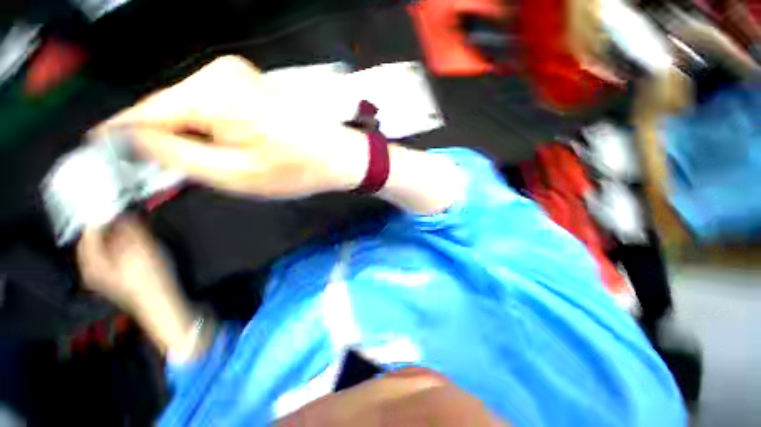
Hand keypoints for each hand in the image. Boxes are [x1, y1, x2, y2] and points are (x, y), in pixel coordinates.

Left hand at [77, 216, 201, 354]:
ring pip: (106, 246)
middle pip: (96, 239)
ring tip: (135, 225)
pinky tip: (137, 241)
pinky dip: (123, 243)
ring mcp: (104, 274)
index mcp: (91, 262)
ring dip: (119, 233)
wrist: (162, 304)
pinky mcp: (117, 276)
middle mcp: (92, 268)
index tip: (116, 202)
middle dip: (110, 225)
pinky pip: (114, 253)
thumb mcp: (141, 249)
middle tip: (128, 213)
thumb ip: (130, 228)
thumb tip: (122, 211)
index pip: (89, 231)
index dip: (101, 215)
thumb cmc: (149, 278)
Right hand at [96, 56, 367, 197]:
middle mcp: (221, 74)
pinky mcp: (250, 86)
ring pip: (191, 109)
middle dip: (167, 141)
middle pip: (169, 109)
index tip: (104, 154)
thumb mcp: (235, 175)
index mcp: (214, 95)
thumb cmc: (299, 170)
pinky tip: (232, 147)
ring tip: (220, 163)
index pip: (144, 112)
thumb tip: (133, 141)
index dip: (120, 135)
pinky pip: (212, 106)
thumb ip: (178, 157)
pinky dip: (211, 128)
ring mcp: (237, 76)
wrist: (339, 157)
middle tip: (178, 172)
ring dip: (193, 137)